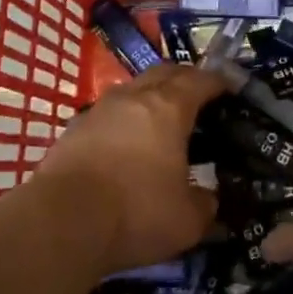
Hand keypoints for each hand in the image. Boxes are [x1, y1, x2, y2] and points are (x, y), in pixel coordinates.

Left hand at [33, 64, 224, 273]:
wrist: (62, 221)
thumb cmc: (135, 212)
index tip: (230, 87)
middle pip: (164, 72)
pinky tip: (126, 142)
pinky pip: (108, 112)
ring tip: (161, 118)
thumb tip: (208, 199)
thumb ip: (205, 205)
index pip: (200, 81)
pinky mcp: (74, 128)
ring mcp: (100, 109)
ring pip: (132, 88)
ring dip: (150, 95)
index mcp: (169, 108)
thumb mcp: (187, 221)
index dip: (218, 81)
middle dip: (185, 78)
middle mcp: (134, 97)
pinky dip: (124, 118)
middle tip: (198, 96)